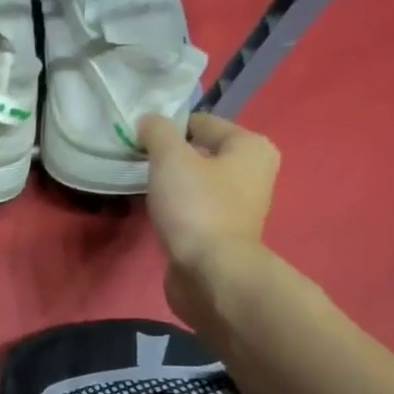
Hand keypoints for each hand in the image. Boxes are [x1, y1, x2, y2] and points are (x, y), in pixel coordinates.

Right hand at [139, 111, 280, 325]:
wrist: (211, 272)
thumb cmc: (196, 206)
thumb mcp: (170, 158)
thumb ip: (157, 132)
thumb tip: (149, 120)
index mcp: (251, 146)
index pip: (201, 123)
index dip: (168, 129)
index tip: (139, 142)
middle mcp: (254, 173)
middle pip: (202, 153)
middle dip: (171, 158)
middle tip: (141, 166)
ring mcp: (241, 206)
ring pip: (198, 182)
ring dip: (174, 185)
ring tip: (148, 191)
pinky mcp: (225, 233)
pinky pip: (196, 208)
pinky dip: (178, 208)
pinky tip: (160, 215)